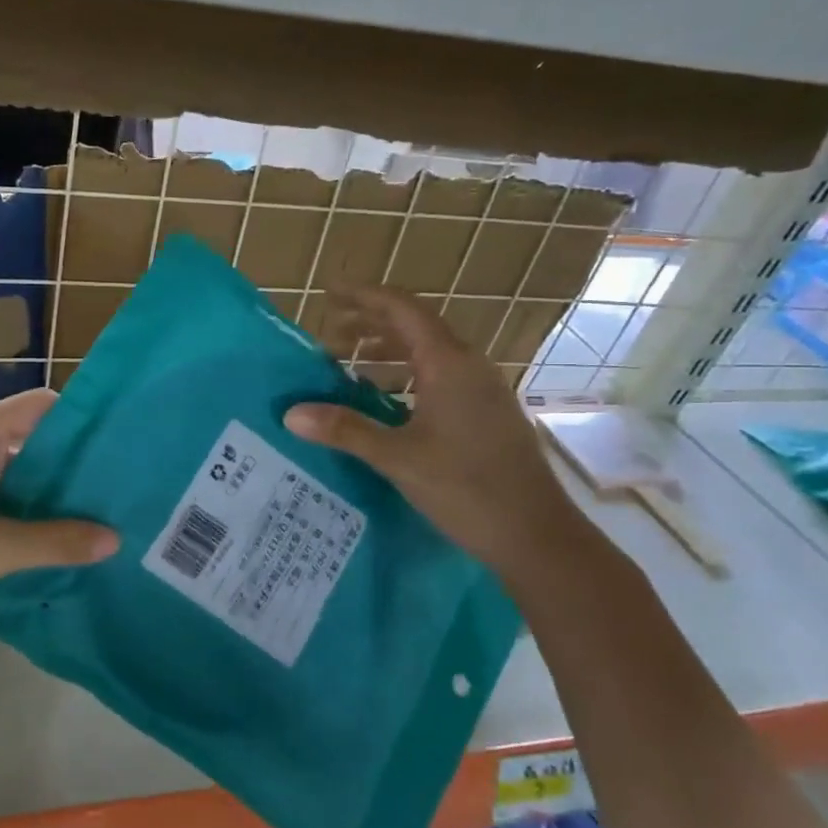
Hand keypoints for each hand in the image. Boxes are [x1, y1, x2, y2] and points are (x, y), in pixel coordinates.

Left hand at [0, 389, 117, 655]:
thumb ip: (55, 541)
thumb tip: (115, 539)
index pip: (41, 406)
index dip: (82, 419)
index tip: (125, 442)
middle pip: (37, 441)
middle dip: (78, 464)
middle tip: (127, 486)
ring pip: (25, 477)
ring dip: (59, 495)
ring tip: (111, 513)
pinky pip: (9, 503)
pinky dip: (36, 517)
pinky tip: (71, 539)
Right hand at [284, 288, 595, 585]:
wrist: (536, 534)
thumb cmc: (466, 488)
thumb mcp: (398, 457)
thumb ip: (345, 430)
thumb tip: (291, 413)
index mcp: (449, 364)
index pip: (401, 309)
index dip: (363, 296)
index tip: (329, 292)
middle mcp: (468, 366)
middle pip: (414, 326)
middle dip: (369, 323)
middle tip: (328, 332)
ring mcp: (482, 389)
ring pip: (428, 353)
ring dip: (387, 351)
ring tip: (348, 364)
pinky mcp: (486, 412)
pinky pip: (440, 376)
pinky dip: (406, 375)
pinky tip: (385, 400)